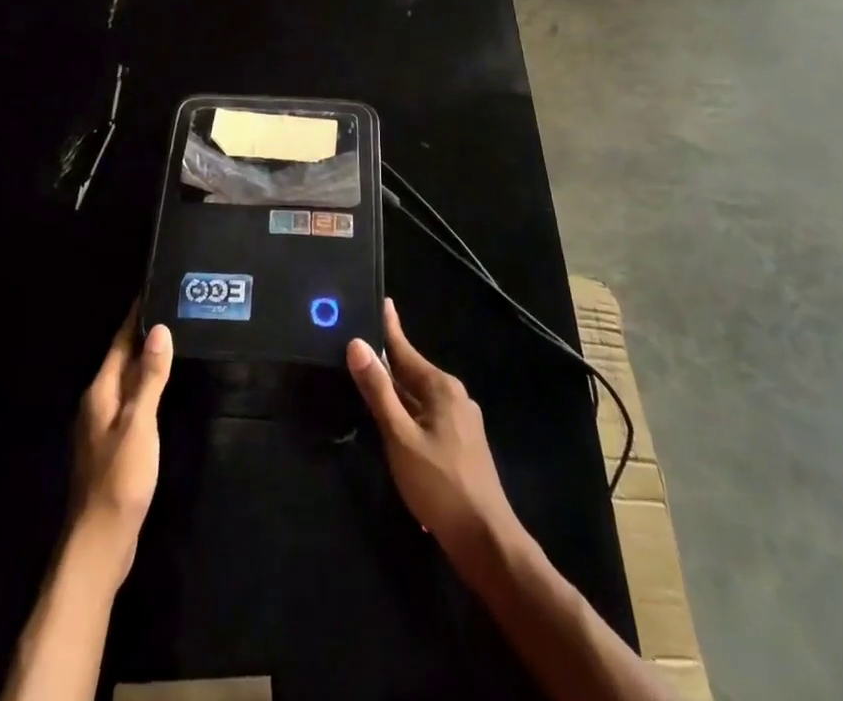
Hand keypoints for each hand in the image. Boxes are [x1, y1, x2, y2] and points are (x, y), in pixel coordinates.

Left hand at [69, 309, 172, 582]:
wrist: (99, 543)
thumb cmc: (119, 478)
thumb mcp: (139, 424)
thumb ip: (150, 378)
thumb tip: (159, 330)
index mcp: (100, 392)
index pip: (120, 343)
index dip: (136, 317)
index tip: (154, 290)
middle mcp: (97, 404)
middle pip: (122, 359)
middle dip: (144, 335)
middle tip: (174, 310)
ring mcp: (103, 427)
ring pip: (127, 382)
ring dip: (146, 361)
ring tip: (175, 340)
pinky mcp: (113, 447)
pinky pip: (131, 403)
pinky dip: (147, 388)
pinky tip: (163, 390)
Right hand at [347, 298, 515, 557]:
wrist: (486, 541)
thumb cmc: (439, 484)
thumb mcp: (399, 436)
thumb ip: (378, 390)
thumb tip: (356, 344)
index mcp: (440, 387)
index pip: (405, 349)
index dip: (389, 327)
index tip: (382, 301)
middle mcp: (454, 395)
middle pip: (412, 370)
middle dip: (388, 358)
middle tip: (361, 343)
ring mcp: (462, 420)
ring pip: (420, 394)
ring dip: (396, 387)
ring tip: (371, 376)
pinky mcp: (463, 443)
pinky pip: (428, 413)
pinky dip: (408, 408)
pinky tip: (394, 419)